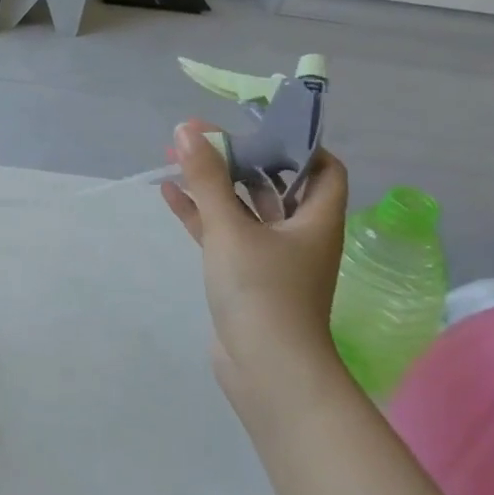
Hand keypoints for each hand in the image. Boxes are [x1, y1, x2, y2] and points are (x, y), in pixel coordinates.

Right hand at [161, 119, 350, 404]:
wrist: (266, 368)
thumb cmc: (262, 291)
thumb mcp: (230, 228)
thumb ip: (207, 178)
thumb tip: (188, 128)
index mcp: (315, 219)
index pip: (323, 168)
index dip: (296, 144)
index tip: (257, 126)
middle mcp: (298, 235)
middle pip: (274, 184)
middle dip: (240, 158)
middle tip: (203, 138)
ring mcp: (270, 257)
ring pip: (243, 209)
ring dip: (216, 185)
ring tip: (180, 159)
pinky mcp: (244, 276)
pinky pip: (222, 234)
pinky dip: (200, 214)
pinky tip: (170, 195)